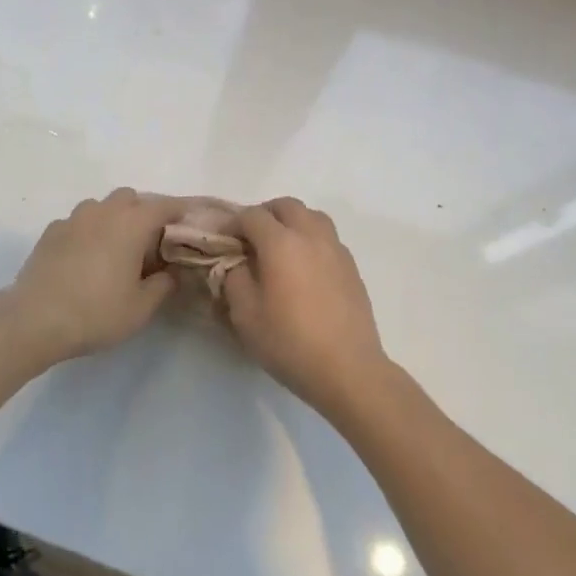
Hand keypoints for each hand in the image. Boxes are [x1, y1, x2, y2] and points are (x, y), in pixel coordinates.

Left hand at [3, 189, 188, 363]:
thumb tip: (171, 272)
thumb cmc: (96, 312)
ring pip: (100, 206)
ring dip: (112, 218)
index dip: (178, 210)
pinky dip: (87, 231)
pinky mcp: (50, 232)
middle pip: (129, 198)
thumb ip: (163, 285)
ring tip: (115, 248)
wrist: (35, 319)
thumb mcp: (141, 307)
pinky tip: (85, 257)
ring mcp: (73, 219)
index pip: (163, 206)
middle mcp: (103, 212)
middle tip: (149, 241)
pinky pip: (77, 222)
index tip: (188, 219)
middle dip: (142, 211)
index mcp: (131, 224)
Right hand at [222, 198, 390, 418]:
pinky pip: (328, 238)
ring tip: (280, 247)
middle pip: (286, 206)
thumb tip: (238, 263)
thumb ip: (235, 279)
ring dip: (292, 222)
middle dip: (265, 214)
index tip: (223, 238)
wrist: (347, 369)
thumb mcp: (246, 315)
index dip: (233, 223)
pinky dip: (311, 240)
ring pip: (312, 216)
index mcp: (281, 243)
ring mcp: (336, 249)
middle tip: (251, 238)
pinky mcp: (352, 267)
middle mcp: (311, 236)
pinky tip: (304, 268)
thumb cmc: (290, 342)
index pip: (252, 216)